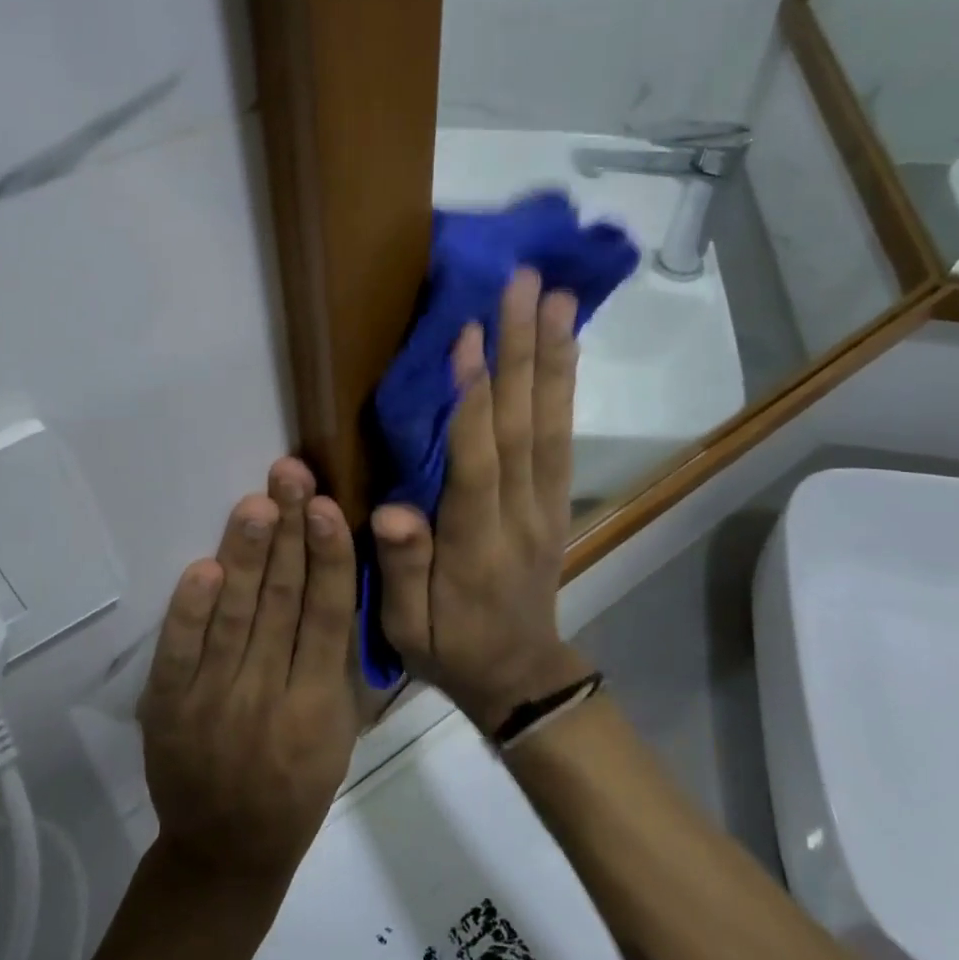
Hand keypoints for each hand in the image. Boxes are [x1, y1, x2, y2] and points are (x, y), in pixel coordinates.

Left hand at [138, 457, 359, 883]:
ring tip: (256, 503)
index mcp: (319, 707)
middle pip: (281, 603)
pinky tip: (204, 568)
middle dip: (288, 534)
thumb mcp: (338, 734)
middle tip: (290, 477)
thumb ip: (338, 664)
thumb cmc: (297, 789)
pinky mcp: (169, 709)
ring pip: (235, 617)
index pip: (327, 617)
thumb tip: (337, 582)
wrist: (224, 853)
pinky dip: (190, 611)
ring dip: (245, 556)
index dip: (329, 559)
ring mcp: (213, 703)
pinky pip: (178, 653)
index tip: (328, 507)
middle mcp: (269, 698)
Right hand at [371, 268, 594, 733]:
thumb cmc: (452, 648)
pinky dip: (565, 386)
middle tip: (524, 284)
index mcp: (476, 544)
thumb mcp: (408, 629)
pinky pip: (563, 436)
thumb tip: (393, 511)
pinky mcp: (557, 498)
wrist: (522, 675)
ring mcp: (546, 503)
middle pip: (522, 424)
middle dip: (521, 350)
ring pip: (551, 421)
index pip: (477, 461)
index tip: (468, 334)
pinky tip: (565, 345)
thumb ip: (402, 568)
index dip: (472, 399)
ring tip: (557, 297)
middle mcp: (520, 513)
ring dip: (552, 356)